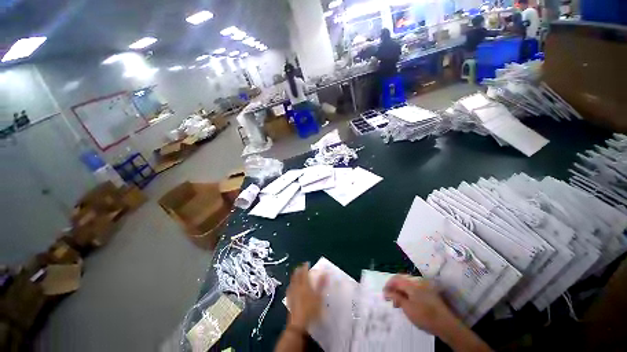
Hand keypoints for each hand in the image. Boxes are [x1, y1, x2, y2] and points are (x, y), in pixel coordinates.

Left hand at [286, 263, 327, 329]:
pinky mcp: (289, 300)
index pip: (304, 272)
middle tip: (301, 267)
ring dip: (294, 276)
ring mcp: (292, 293)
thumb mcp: (319, 297)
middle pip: (296, 276)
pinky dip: (291, 284)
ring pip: (292, 281)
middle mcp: (297, 287)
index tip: (307, 263)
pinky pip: (289, 289)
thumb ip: (321, 284)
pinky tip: (291, 286)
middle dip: (298, 270)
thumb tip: (325, 273)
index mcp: (304, 285)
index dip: (305, 267)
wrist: (298, 324)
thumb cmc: (311, 310)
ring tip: (296, 273)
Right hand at [383, 275, 458, 335]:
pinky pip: (414, 287)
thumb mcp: (407, 308)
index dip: (388, 285)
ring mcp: (424, 285)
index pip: (395, 279)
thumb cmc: (425, 316)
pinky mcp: (429, 291)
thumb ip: (396, 297)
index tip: (384, 294)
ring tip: (398, 302)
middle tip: (390, 298)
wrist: (446, 324)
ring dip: (401, 290)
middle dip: (394, 287)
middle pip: (401, 279)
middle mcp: (417, 281)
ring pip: (407, 283)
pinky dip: (408, 292)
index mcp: (411, 283)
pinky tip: (407, 301)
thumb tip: (386, 291)